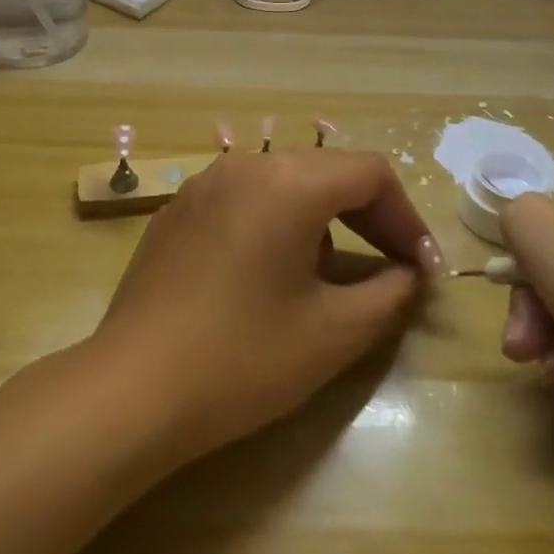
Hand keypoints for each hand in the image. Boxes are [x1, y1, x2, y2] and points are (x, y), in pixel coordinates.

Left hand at [91, 149, 438, 464]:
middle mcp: (246, 165)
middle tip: (393, 267)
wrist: (132, 388)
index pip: (370, 173)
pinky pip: (244, 199)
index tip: (422, 268)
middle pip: (327, 171)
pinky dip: (276, 222)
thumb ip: (389, 294)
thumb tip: (409, 274)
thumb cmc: (243, 358)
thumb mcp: (334, 333)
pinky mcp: (177, 210)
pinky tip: (270, 273)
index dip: (406, 217)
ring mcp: (204, 183)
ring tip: (331, 274)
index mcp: (289, 182)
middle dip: (370, 216)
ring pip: (285, 182)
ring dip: (323, 218)